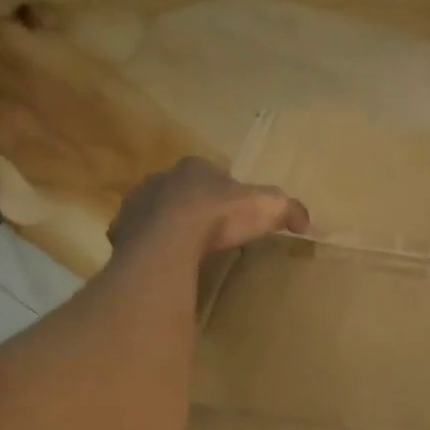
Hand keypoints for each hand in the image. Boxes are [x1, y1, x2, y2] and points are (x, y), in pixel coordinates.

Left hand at [109, 157, 310, 258]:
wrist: (169, 241)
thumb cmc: (219, 216)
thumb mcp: (268, 208)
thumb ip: (290, 210)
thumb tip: (306, 221)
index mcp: (196, 167)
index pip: (214, 171)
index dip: (226, 190)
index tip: (236, 211)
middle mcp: (162, 178)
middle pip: (182, 189)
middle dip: (194, 204)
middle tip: (211, 231)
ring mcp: (137, 203)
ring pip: (156, 211)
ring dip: (168, 224)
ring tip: (186, 249)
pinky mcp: (122, 231)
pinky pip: (138, 237)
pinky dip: (149, 246)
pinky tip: (163, 262)